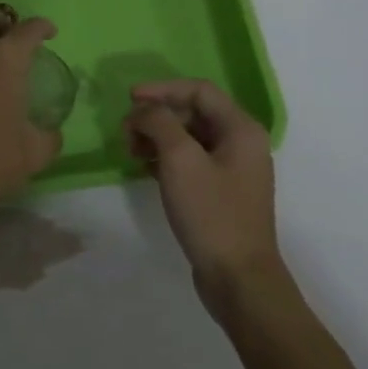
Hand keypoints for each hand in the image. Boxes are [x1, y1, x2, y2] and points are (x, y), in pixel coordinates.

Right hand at [125, 80, 283, 302]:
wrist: (238, 279)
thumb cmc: (211, 213)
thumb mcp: (180, 159)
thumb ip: (158, 123)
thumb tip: (143, 110)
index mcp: (241, 129)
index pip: (199, 90)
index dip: (162, 88)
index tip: (130, 99)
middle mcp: (241, 143)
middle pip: (192, 112)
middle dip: (156, 116)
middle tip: (126, 131)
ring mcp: (231, 169)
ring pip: (188, 136)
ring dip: (157, 136)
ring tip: (131, 151)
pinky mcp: (220, 191)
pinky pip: (189, 160)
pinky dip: (164, 157)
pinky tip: (144, 168)